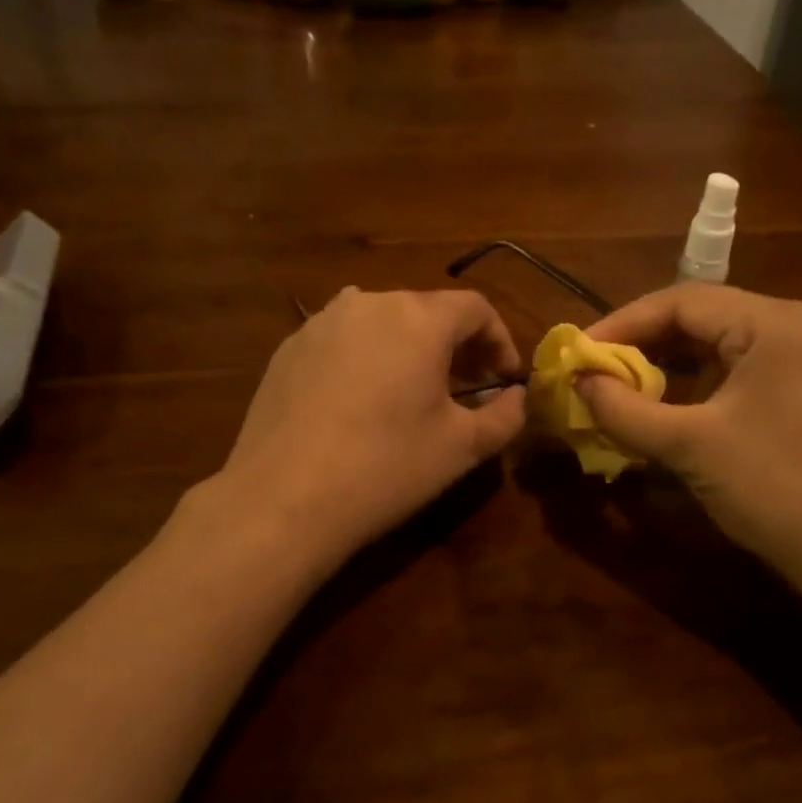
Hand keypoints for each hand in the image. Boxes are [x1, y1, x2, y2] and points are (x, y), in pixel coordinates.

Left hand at [215, 289, 526, 564]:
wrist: (284, 499)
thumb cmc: (386, 467)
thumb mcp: (462, 447)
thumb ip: (505, 416)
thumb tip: (518, 398)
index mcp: (418, 318)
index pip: (475, 308)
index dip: (500, 339)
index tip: (504, 378)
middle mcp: (368, 303)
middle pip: (427, 311)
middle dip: (455, 345)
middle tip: (466, 386)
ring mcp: (321, 323)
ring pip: (381, 322)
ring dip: (409, 348)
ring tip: (413, 390)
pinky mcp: (287, 348)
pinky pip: (342, 340)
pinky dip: (366, 357)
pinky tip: (360, 400)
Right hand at [579, 285, 801, 585]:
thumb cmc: (774, 488)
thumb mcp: (689, 446)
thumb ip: (625, 409)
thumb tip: (578, 383)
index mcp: (775, 323)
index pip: (682, 301)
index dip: (624, 323)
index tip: (580, 351)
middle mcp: (799, 325)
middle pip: (706, 317)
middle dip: (646, 342)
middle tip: (598, 368)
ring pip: (725, 343)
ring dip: (673, 362)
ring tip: (625, 384)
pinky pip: (746, 368)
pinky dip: (704, 381)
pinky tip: (673, 403)